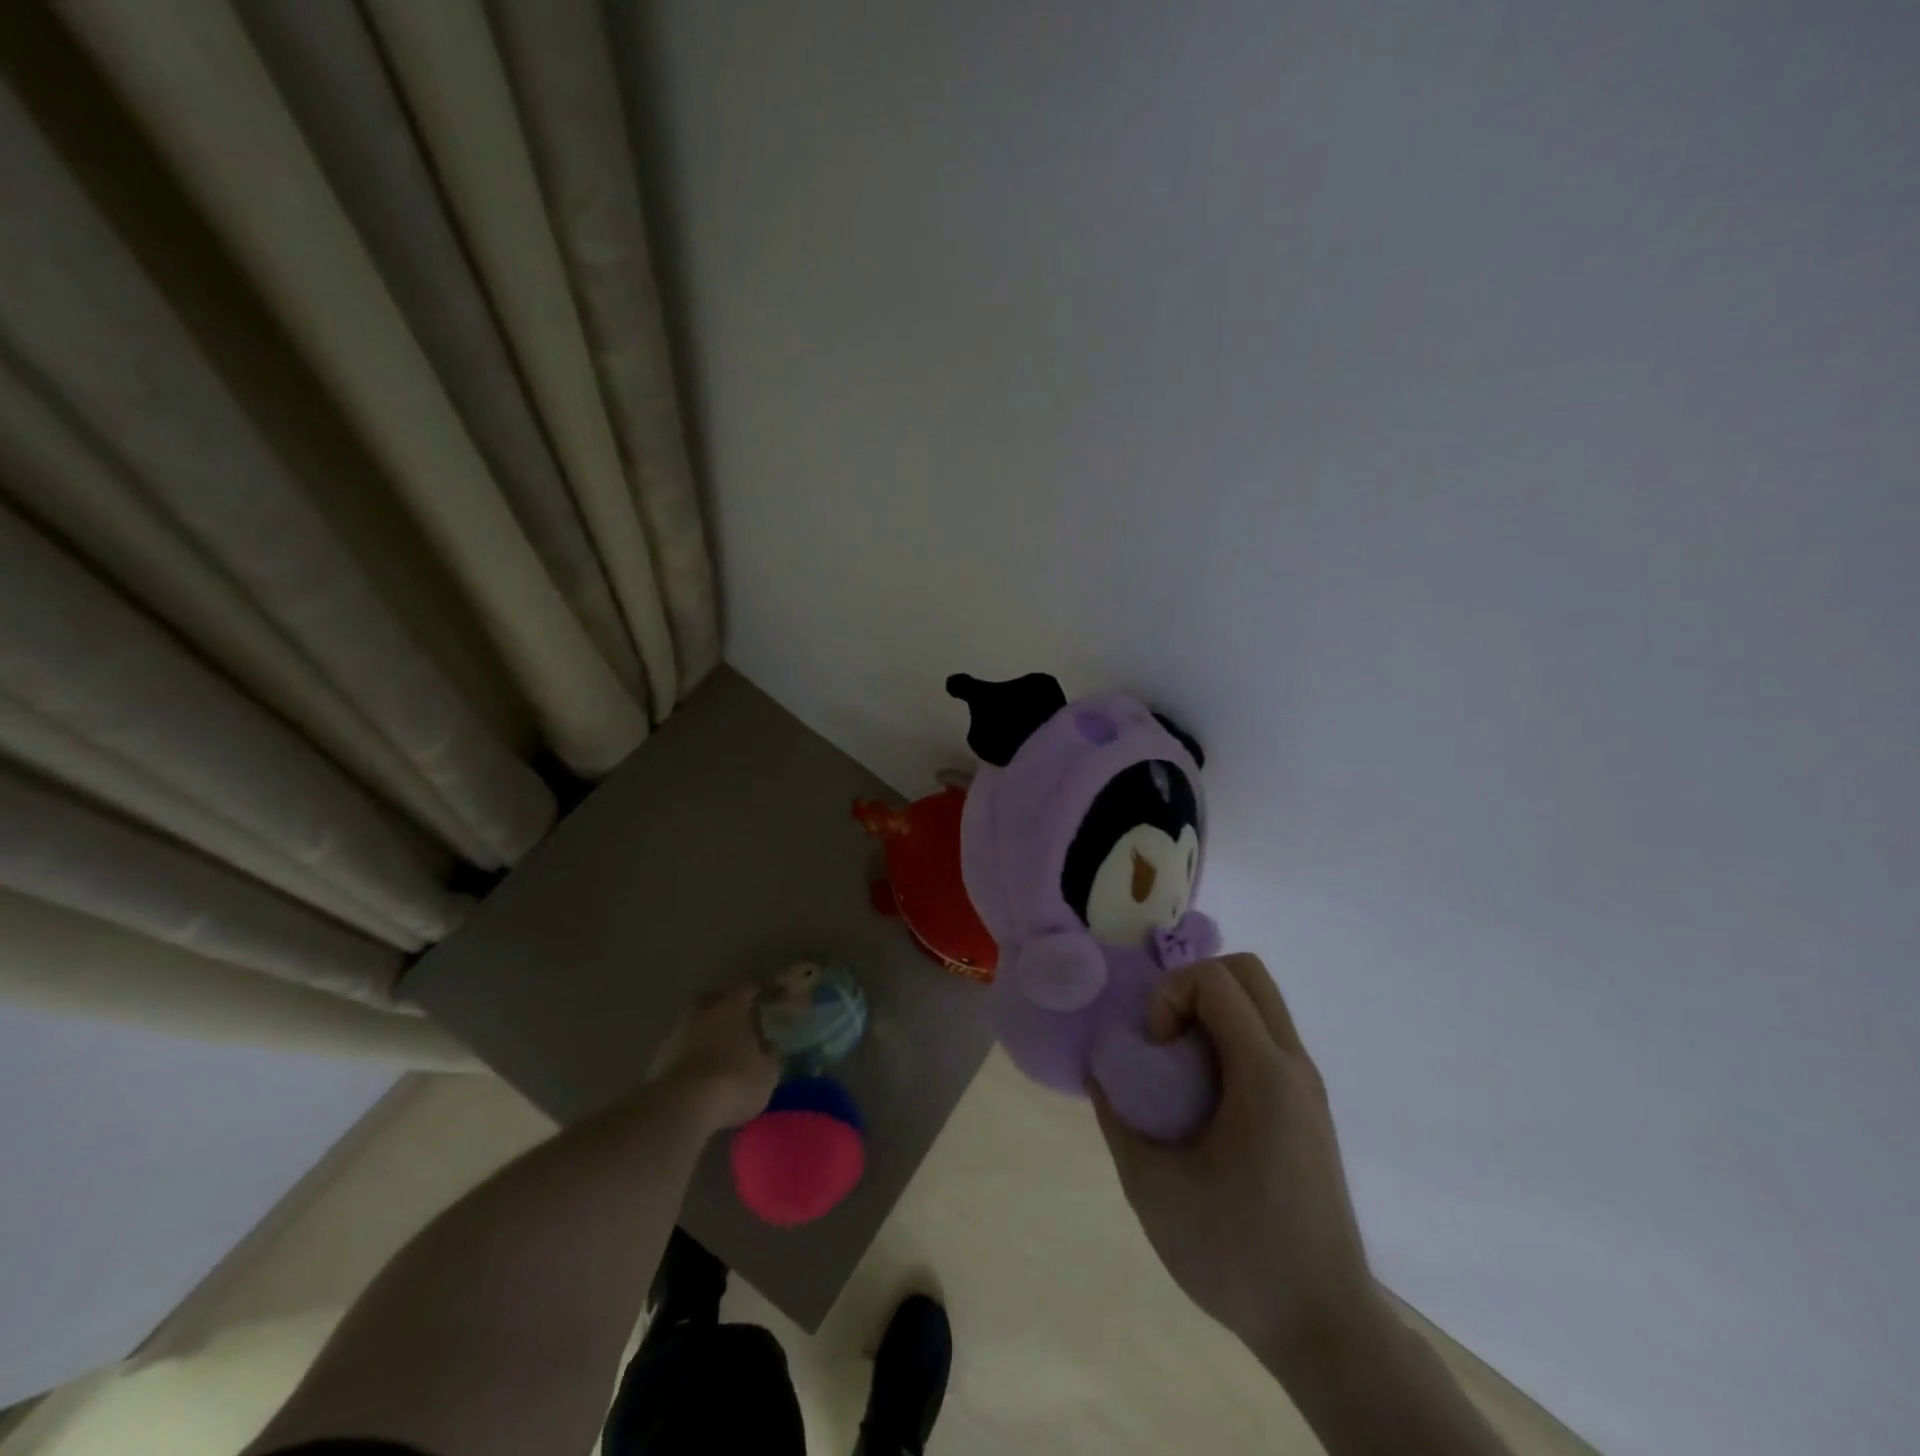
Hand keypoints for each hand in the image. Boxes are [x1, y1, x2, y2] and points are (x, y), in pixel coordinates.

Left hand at [648, 987, 779, 1131]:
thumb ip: (770, 1054)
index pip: (749, 989)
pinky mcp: (658, 1059)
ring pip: (696, 1023)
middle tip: (741, 1019)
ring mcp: (677, 1033)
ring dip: (707, 1031)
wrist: (679, 1108)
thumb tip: (770, 1045)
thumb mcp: (767, 1072)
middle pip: (716, 999)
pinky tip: (700, 1069)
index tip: (768, 1001)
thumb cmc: (733, 1081)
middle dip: (727, 1006)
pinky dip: (692, 1053)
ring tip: (719, 1048)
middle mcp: (703, 1011)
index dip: (760, 994)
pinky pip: (682, 1047)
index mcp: (733, 1005)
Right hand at [1092, 954, 1381, 1369]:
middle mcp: (1294, 1065)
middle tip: (1166, 1040)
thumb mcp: (1153, 1188)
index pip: (1216, 980)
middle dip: (1194, 986)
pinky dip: (1230, 1038)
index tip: (1156, 1049)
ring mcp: (1309, 1086)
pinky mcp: (1310, 1108)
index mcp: (1264, 1075)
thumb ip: (1117, 1120)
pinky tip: (1206, 1097)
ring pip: (1261, 1002)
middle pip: (1247, 972)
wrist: (1325, 1328)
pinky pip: (1268, 1037)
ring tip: (1181, 1068)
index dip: (1171, 995)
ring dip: (1213, 1011)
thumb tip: (1099, 1076)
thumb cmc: (1236, 1254)